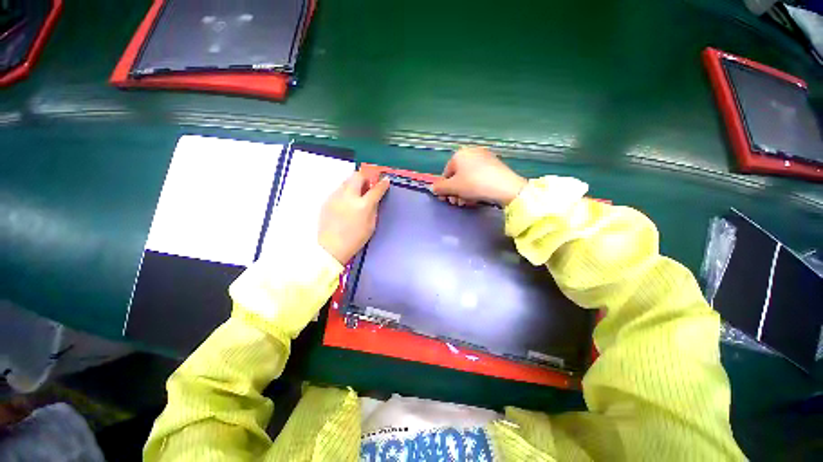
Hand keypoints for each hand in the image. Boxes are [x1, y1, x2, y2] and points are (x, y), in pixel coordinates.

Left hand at [319, 172, 389, 263]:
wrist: (332, 247)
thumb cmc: (355, 238)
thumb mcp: (371, 225)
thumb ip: (374, 207)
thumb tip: (375, 197)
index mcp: (362, 205)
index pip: (376, 189)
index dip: (382, 184)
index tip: (385, 181)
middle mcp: (348, 197)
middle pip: (358, 176)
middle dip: (365, 178)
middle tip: (368, 186)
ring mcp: (336, 197)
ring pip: (346, 181)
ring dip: (354, 184)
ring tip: (357, 195)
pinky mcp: (327, 200)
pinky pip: (339, 190)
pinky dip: (345, 192)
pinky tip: (346, 204)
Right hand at [431, 147, 526, 206]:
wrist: (505, 186)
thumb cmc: (474, 184)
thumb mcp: (453, 188)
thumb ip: (440, 188)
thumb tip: (433, 188)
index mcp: (459, 155)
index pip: (446, 174)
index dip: (445, 189)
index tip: (447, 200)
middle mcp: (471, 152)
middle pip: (458, 176)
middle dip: (455, 192)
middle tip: (457, 203)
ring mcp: (485, 158)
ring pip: (468, 178)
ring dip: (464, 192)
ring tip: (467, 203)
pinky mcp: (495, 165)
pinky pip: (479, 177)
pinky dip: (475, 187)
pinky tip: (477, 197)